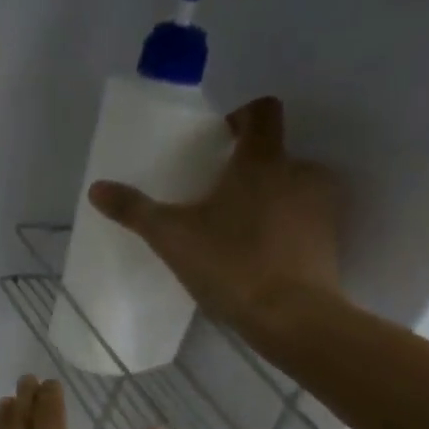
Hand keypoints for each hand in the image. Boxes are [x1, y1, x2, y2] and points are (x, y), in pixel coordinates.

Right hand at [88, 96, 343, 328]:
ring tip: (239, 229)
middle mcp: (301, 172)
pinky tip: (261, 255)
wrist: (292, 317)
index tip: (221, 139)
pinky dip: (286, 228)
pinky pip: (306, 219)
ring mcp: (322, 206)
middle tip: (219, 196)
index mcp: (262, 160)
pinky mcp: (332, 239)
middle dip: (249, 168)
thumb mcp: (171, 237)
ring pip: (293, 187)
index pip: (262, 111)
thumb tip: (96, 188)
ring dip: (271, 198)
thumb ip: (134, 210)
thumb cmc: (231, 264)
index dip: (242, 116)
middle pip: (276, 153)